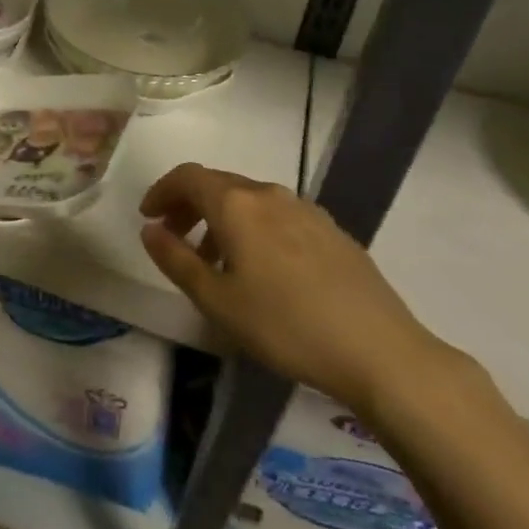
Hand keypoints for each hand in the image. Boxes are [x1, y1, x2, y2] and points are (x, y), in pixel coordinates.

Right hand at [140, 164, 455, 415]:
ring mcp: (306, 210)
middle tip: (173, 236)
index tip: (148, 216)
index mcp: (236, 204)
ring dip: (221, 218)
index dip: (161, 191)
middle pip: (218, 184)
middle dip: (189, 205)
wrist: (381, 351)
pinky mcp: (332, 231)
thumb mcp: (217, 300)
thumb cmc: (286, 325)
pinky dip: (253, 228)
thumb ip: (176, 260)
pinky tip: (262, 268)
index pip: (187, 177)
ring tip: (215, 260)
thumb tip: (150, 230)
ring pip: (249, 200)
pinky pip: (278, 216)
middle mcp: (269, 194)